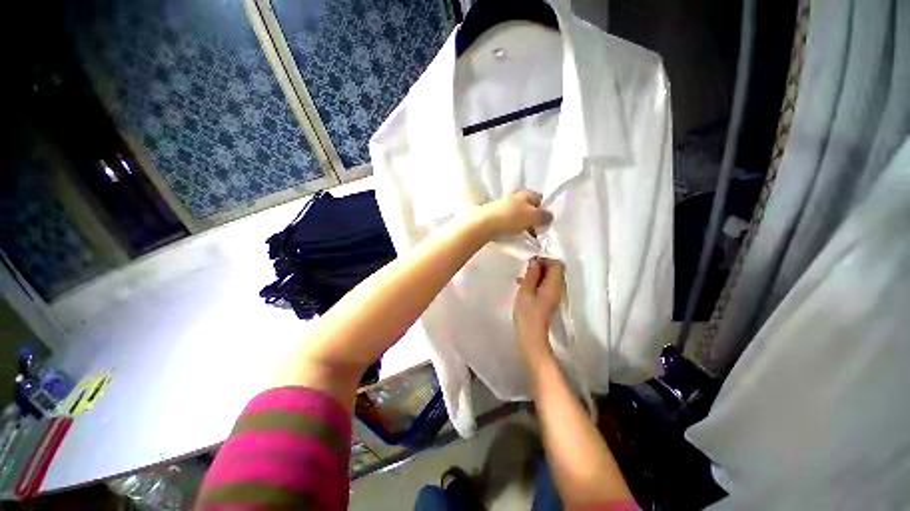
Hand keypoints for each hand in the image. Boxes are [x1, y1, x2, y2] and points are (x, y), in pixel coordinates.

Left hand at [477, 189, 551, 238]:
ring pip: (518, 214)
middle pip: (528, 207)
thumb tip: (549, 217)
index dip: (544, 210)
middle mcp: (514, 196)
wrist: (483, 224)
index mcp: (525, 192)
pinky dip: (511, 227)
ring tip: (524, 235)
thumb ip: (544, 216)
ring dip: (522, 224)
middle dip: (533, 219)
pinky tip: (511, 234)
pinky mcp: (493, 215)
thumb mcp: (532, 217)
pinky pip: (507, 221)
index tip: (545, 224)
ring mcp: (502, 205)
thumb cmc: (510, 218)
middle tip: (536, 232)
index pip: (540, 199)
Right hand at [513, 258, 564, 367]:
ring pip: (549, 278)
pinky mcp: (549, 301)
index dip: (545, 259)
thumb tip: (535, 261)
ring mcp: (554, 295)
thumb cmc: (527, 315)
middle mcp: (558, 288)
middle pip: (554, 270)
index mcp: (554, 285)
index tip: (530, 262)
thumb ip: (531, 275)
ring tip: (521, 277)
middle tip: (525, 269)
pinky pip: (545, 285)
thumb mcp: (525, 292)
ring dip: (537, 274)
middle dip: (540, 266)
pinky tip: (523, 286)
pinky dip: (536, 282)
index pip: (557, 264)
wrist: (532, 337)